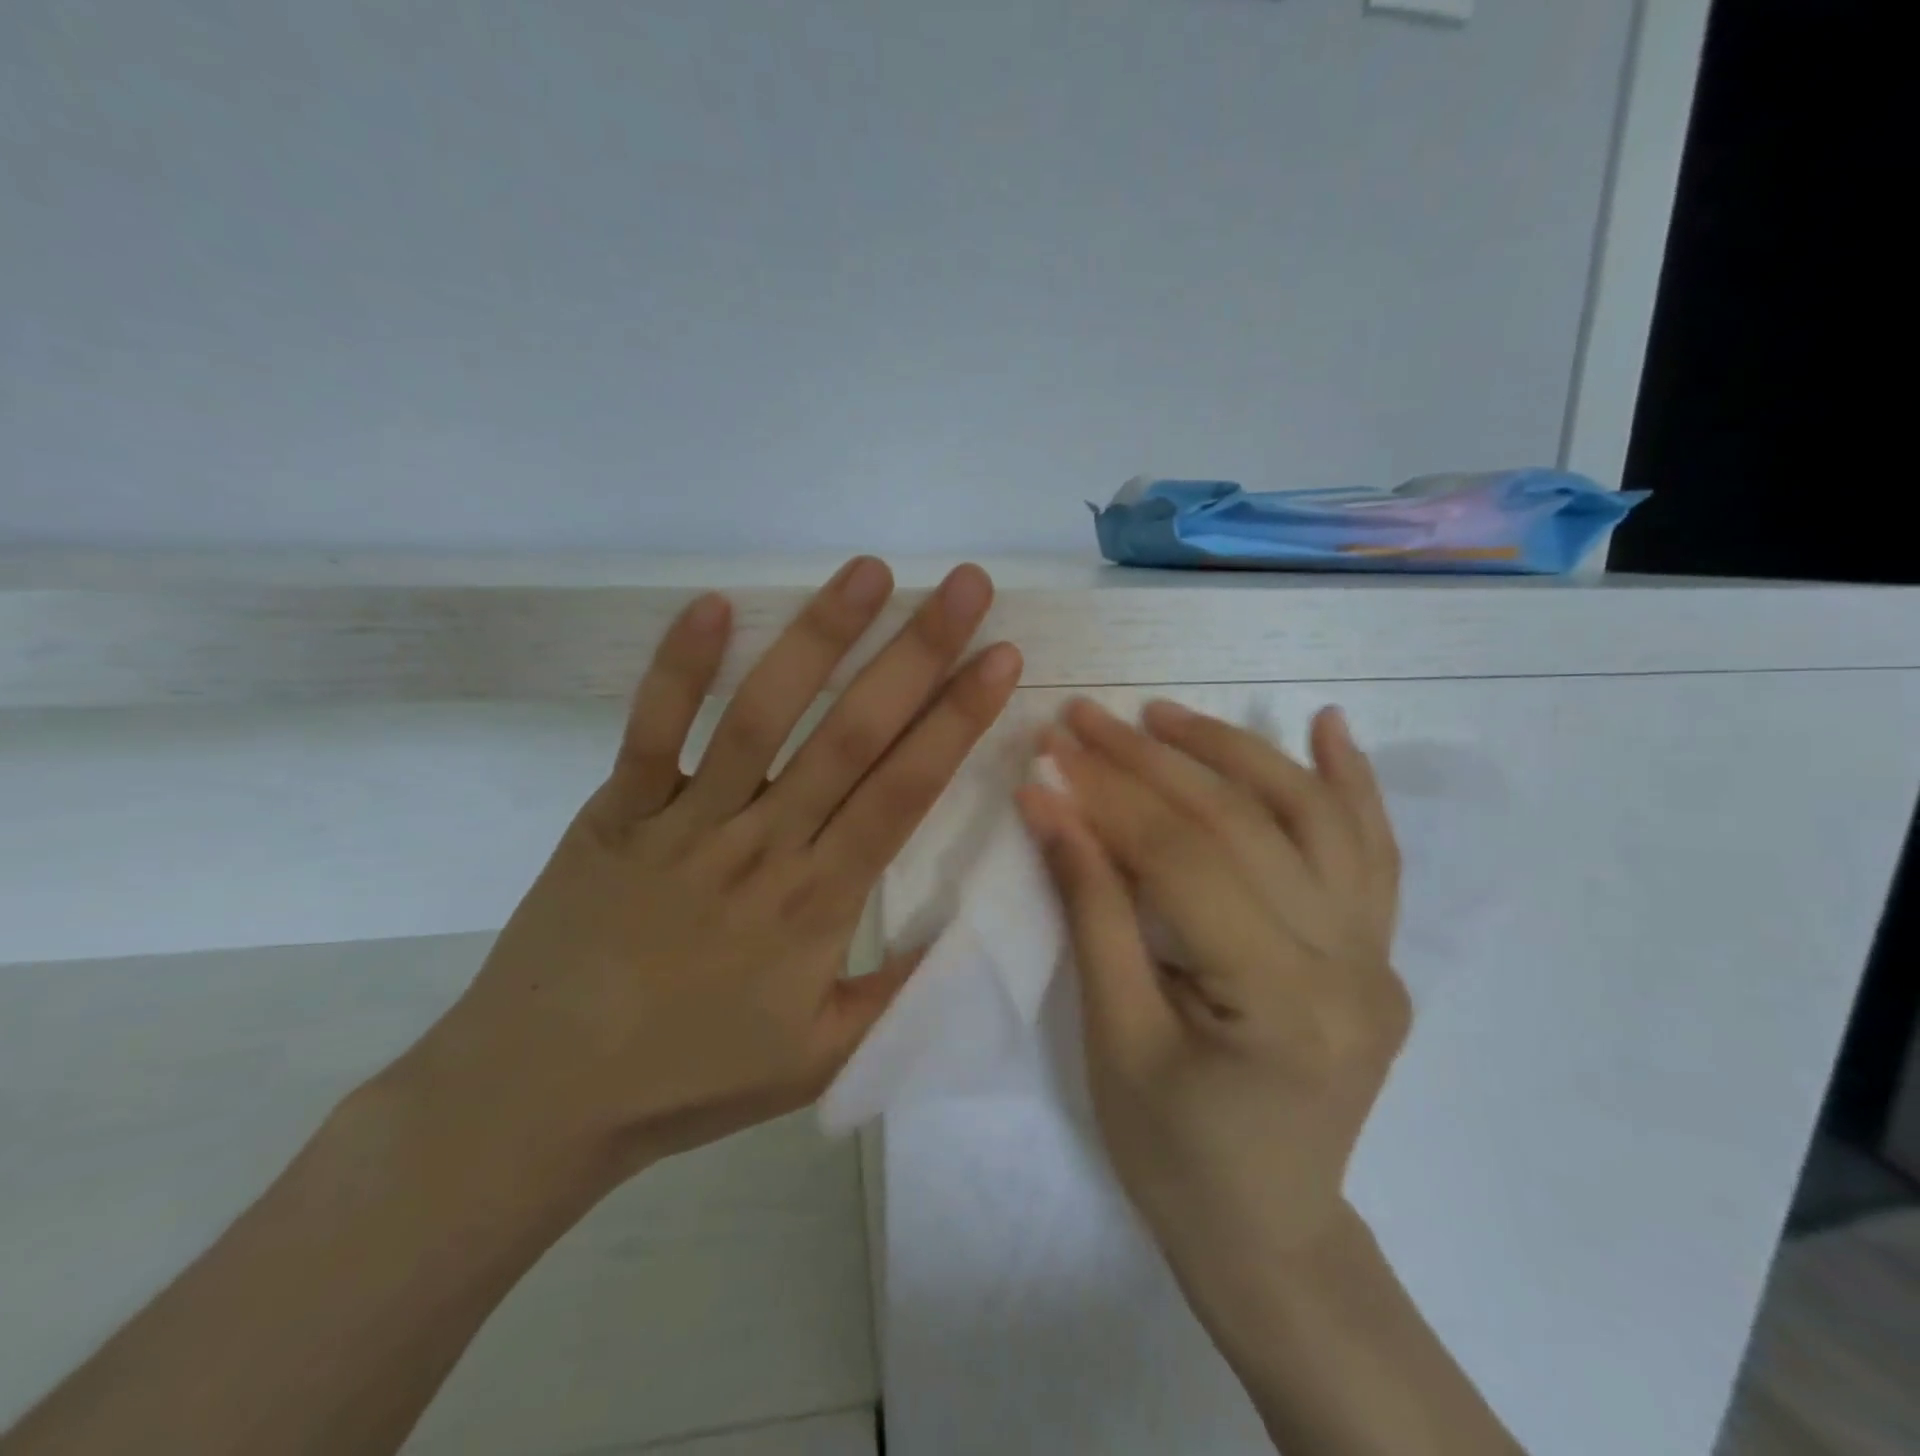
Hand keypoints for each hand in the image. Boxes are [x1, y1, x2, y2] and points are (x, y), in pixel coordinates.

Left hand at [400, 557, 1021, 1192]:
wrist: (540, 1096)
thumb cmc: (691, 1077)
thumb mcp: (821, 1059)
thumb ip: (898, 994)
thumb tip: (968, 929)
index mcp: (819, 902)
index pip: (905, 790)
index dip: (957, 719)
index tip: (1001, 657)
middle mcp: (763, 845)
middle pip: (853, 734)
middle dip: (917, 653)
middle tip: (965, 585)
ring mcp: (685, 821)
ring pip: (763, 715)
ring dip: (820, 637)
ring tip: (869, 571)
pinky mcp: (617, 811)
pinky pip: (652, 730)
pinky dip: (680, 667)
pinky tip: (714, 603)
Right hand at [1017, 697, 1407, 1272]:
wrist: (1266, 1231)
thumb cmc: (1172, 1152)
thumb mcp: (1114, 1035)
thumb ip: (1091, 907)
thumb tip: (1048, 802)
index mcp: (1282, 1004)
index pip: (1183, 862)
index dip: (1108, 800)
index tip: (1048, 753)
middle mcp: (1350, 967)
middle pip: (1242, 826)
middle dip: (1151, 763)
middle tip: (1086, 719)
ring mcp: (1378, 956)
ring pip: (1312, 817)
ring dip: (1235, 752)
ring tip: (1165, 716)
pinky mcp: (1379, 952)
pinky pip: (1372, 851)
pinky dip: (1349, 781)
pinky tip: (1326, 724)